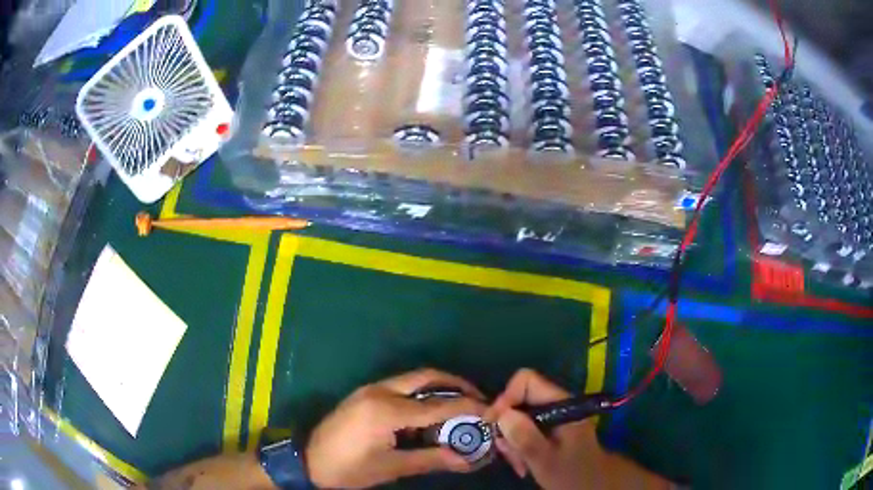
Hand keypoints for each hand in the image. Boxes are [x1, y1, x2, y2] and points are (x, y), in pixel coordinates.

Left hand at [305, 369, 486, 488]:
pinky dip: (421, 394)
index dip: (467, 407)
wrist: (308, 461)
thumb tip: (467, 460)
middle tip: (477, 398)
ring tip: (458, 405)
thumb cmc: (349, 469)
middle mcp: (380, 391)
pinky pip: (400, 387)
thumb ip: (431, 460)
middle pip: (427, 376)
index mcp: (386, 411)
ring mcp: (370, 390)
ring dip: (438, 387)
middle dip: (456, 385)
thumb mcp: (391, 468)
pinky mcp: (365, 394)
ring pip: (413, 379)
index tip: (490, 410)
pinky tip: (428, 412)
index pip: (437, 405)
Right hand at [485, 369, 604, 489]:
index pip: (526, 381)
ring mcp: (554, 416)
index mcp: (562, 404)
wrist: (594, 484)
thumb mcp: (547, 461)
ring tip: (517, 463)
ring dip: (511, 439)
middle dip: (506, 425)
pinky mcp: (550, 428)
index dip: (506, 398)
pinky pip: (526, 428)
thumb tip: (503, 415)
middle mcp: (557, 404)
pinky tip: (522, 463)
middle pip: (520, 399)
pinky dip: (518, 444)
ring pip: (520, 416)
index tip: (495, 425)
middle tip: (505, 451)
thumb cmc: (573, 474)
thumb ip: (527, 438)